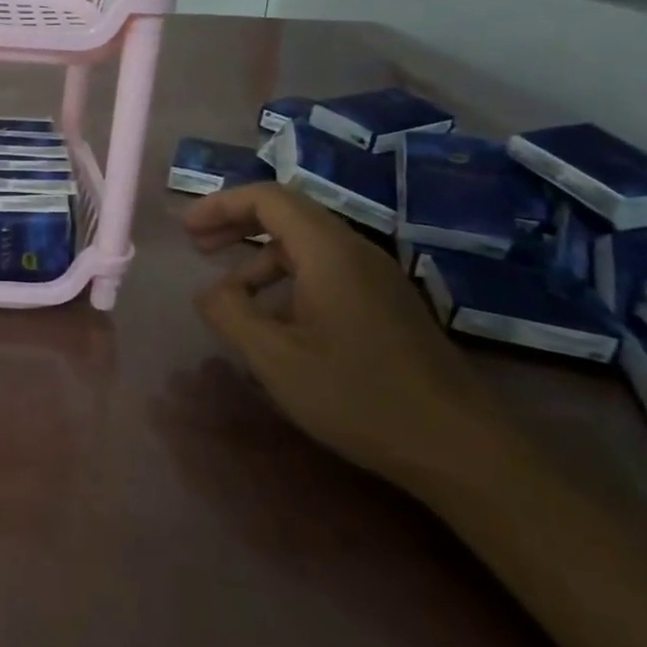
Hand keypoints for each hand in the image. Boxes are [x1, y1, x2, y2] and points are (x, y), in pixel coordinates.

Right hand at [184, 183, 508, 490]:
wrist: (460, 447)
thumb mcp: (275, 357)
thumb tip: (207, 292)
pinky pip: (327, 271)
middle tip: (199, 247)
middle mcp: (355, 251)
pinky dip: (288, 278)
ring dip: (260, 257)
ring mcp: (377, 278)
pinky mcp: (387, 304)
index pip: (268, 198)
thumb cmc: (358, 395)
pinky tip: (276, 320)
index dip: (221, 205)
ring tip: (231, 294)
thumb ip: (229, 314)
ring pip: (307, 245)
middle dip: (237, 224)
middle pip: (288, 214)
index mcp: (328, 251)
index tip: (187, 229)